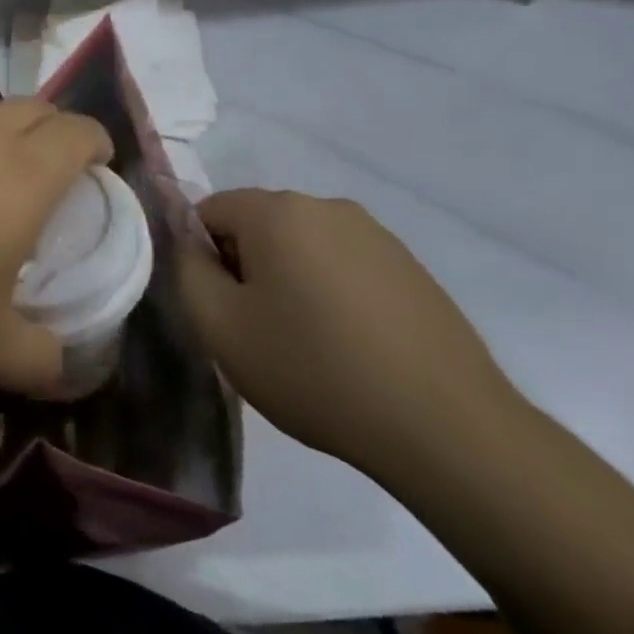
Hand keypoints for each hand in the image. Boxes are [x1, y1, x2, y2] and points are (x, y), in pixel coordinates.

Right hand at [181, 189, 524, 478]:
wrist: (445, 427)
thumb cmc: (313, 370)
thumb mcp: (220, 326)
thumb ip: (187, 270)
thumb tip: (191, 244)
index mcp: (279, 211)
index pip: (210, 210)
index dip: (203, 257)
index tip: (221, 307)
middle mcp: (328, 207)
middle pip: (258, 225)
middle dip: (246, 266)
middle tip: (257, 329)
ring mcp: (377, 235)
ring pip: (303, 246)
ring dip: (289, 280)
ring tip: (305, 343)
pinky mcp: (411, 267)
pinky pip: (344, 265)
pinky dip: (331, 293)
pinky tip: (349, 345)